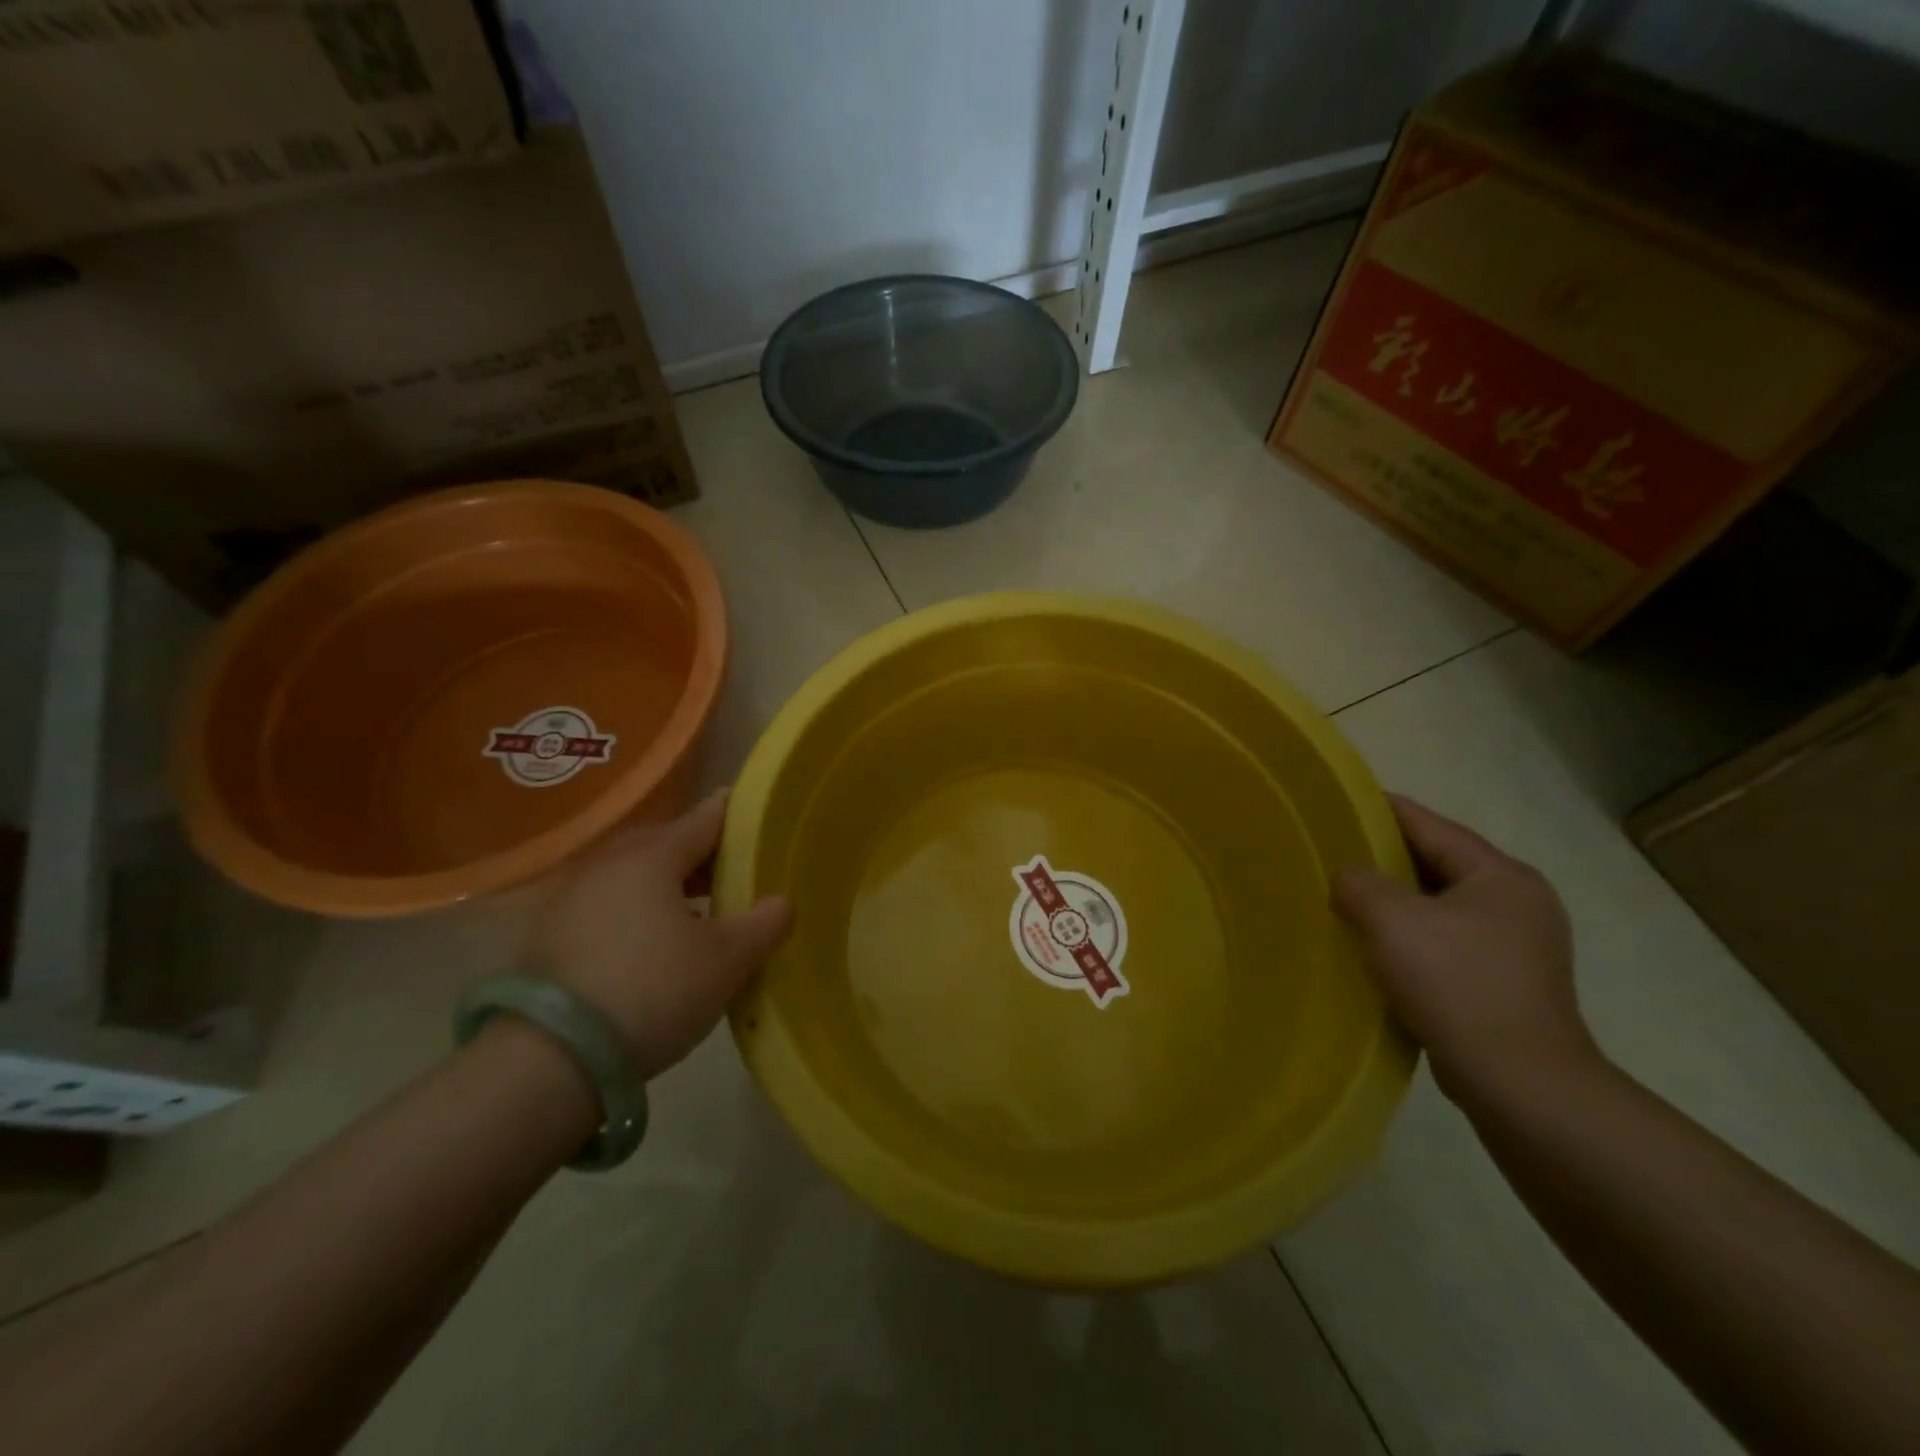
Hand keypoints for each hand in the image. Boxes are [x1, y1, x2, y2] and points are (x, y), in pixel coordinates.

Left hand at [527, 789, 792, 1078]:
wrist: (551, 1060)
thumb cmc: (653, 990)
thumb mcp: (727, 959)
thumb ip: (764, 923)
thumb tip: (781, 902)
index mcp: (652, 856)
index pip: (706, 817)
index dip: (739, 815)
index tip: (763, 818)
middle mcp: (609, 864)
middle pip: (669, 844)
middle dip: (707, 855)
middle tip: (741, 872)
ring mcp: (573, 898)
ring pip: (638, 877)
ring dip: (674, 887)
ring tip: (706, 911)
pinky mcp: (552, 936)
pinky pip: (613, 906)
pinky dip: (642, 912)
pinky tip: (659, 944)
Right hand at [1331, 794, 1600, 1105]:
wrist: (1521, 1083)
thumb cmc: (1457, 984)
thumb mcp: (1393, 920)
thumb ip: (1360, 883)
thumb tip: (1348, 876)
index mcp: (1501, 876)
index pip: (1432, 826)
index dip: (1384, 810)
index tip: (1341, 801)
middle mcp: (1517, 903)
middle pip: (1438, 864)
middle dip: (1384, 859)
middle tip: (1333, 853)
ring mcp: (1517, 946)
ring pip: (1439, 906)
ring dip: (1395, 903)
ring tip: (1345, 900)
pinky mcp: (1505, 983)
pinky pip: (1445, 942)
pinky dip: (1410, 937)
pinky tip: (1376, 948)